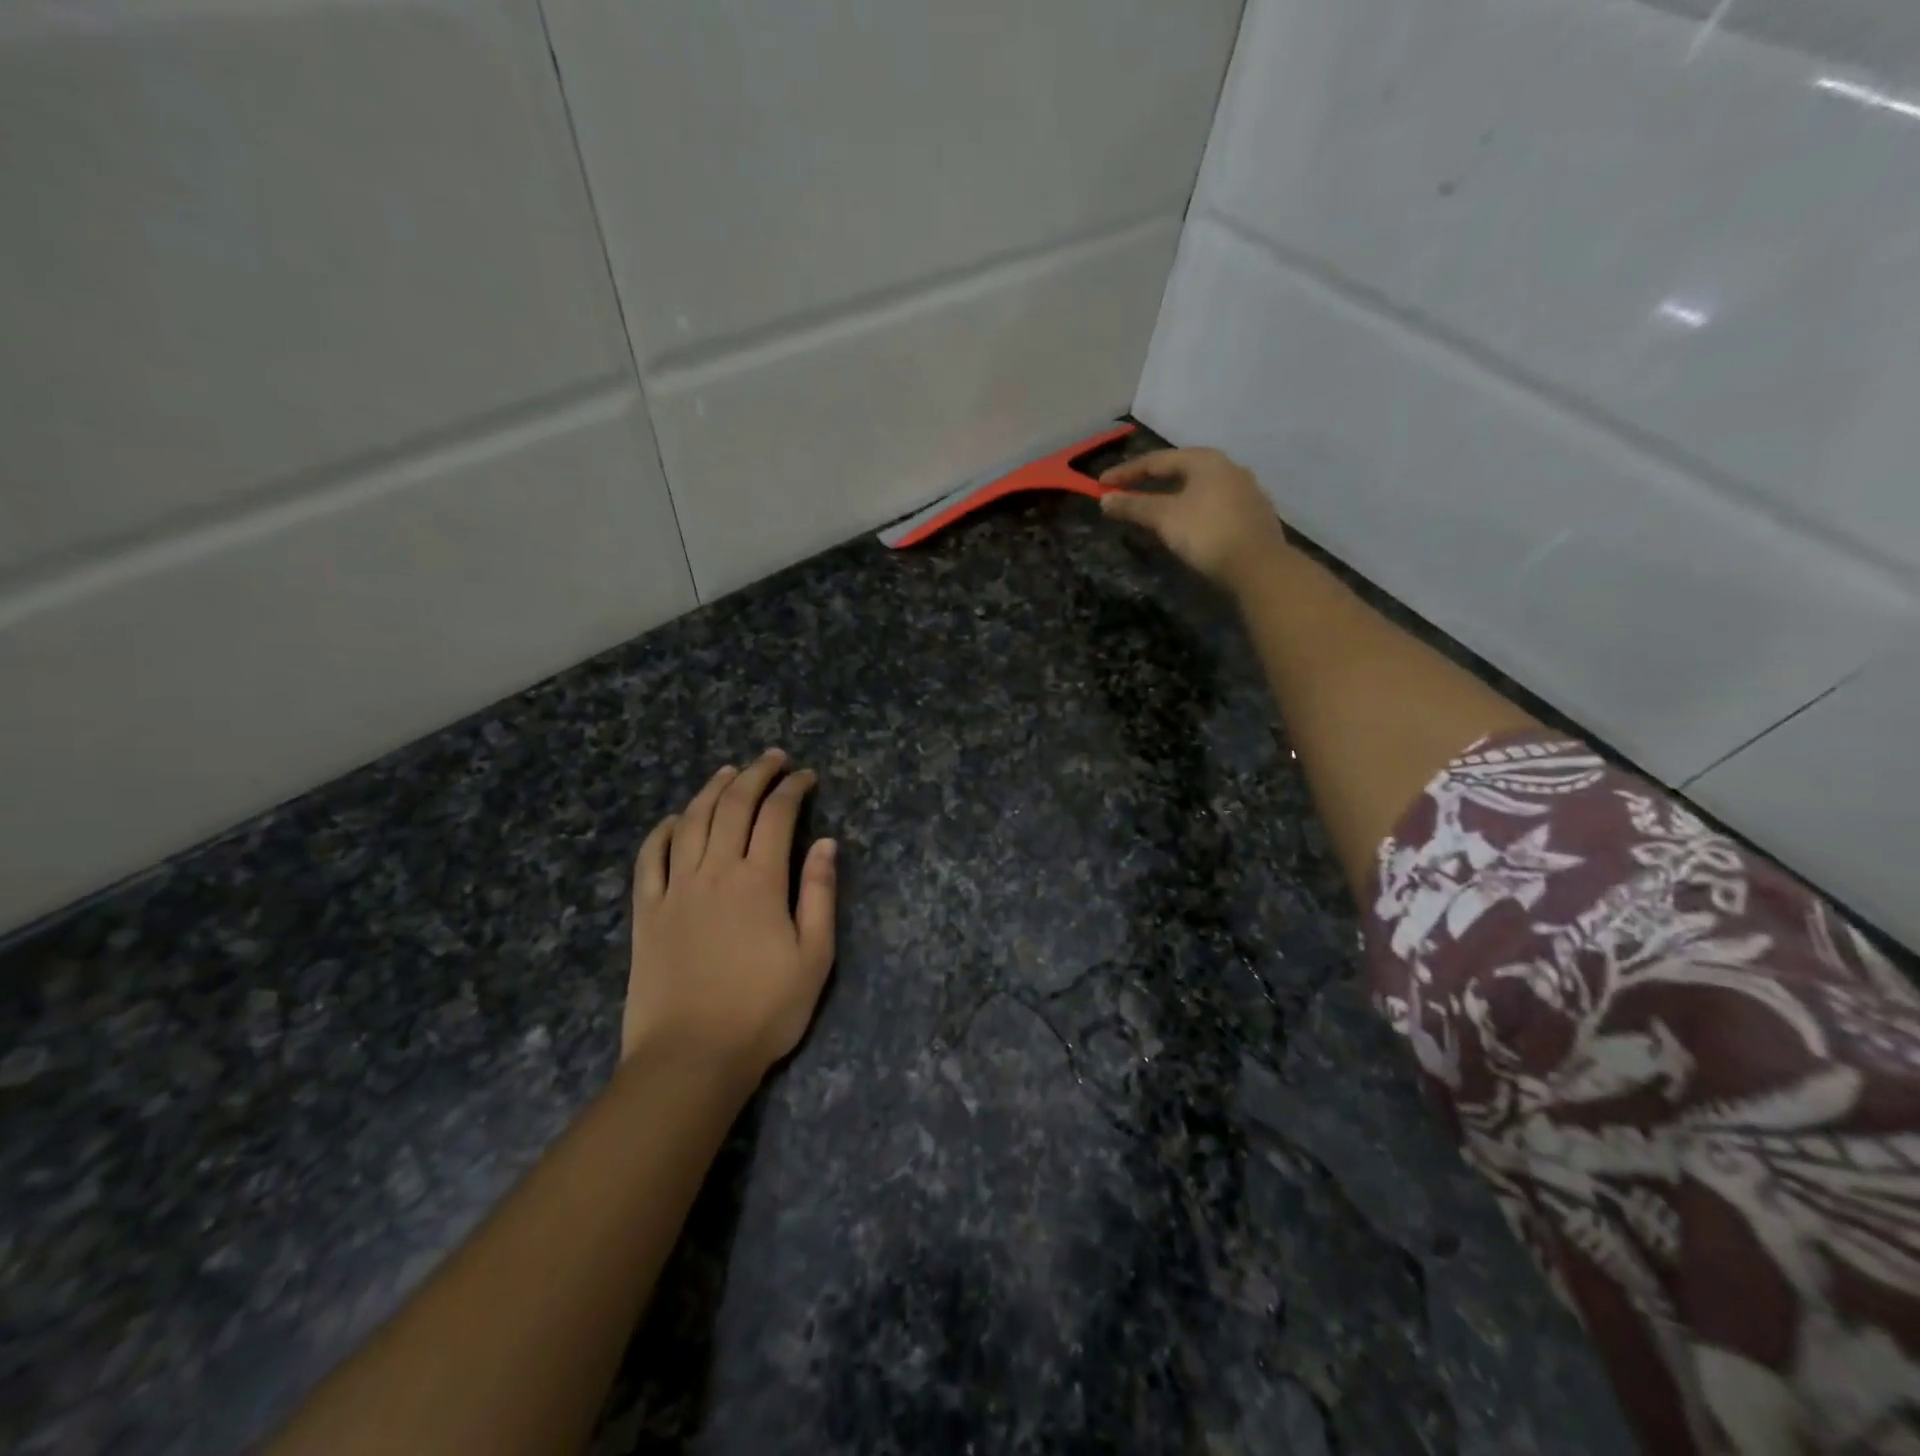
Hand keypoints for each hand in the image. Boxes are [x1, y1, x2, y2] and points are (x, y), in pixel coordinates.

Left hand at [624, 750, 837, 1076]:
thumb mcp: (814, 957)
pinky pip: (650, 858)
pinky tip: (676, 819)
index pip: (777, 816)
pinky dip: (664, 830)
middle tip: (772, 758)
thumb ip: (819, 895)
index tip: (807, 777)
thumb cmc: (763, 1010)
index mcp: (760, 882)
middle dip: (756, 774)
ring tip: (728, 772)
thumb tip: (827, 843)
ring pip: (692, 822)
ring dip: (711, 790)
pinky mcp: (647, 912)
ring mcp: (675, 889)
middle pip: (733, 806)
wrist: (691, 1057)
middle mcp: (715, 872)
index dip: (793, 789)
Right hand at [1099, 447, 1290, 594]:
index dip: (1125, 473)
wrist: (1259, 566)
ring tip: (1152, 511)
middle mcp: (1228, 467)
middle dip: (1149, 483)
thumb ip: (1134, 506)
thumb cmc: (1207, 533)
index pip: (1156, 461)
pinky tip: (1184, 525)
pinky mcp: (1253, 515)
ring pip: (1198, 489)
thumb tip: (1105, 499)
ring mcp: (1245, 491)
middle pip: (1180, 471)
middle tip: (1126, 494)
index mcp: (1205, 460)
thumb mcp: (1164, 518)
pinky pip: (1212, 506)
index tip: (1101, 485)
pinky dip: (1191, 511)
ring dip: (1171, 498)